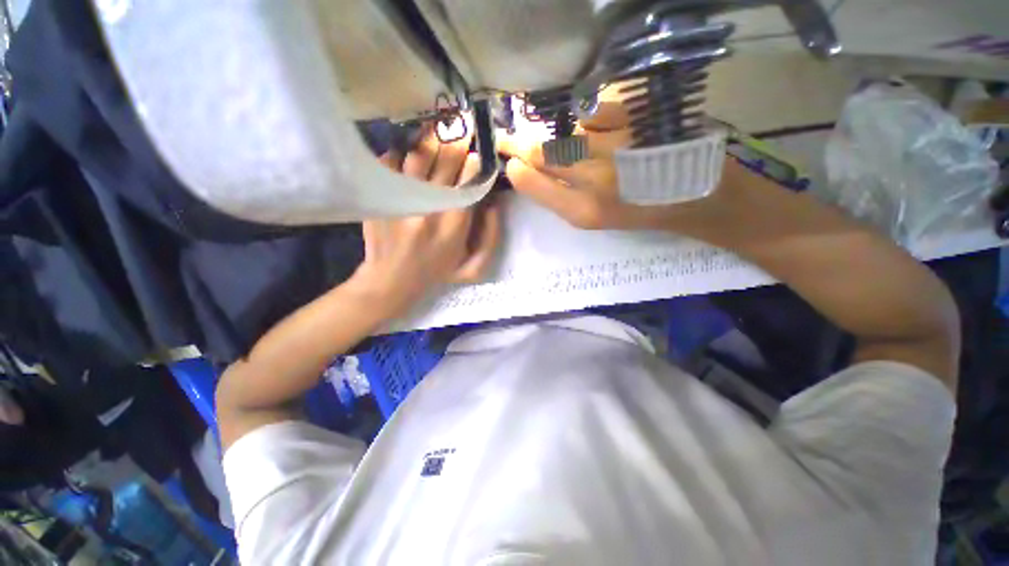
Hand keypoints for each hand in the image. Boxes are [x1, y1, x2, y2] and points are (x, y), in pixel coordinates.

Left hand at [353, 128, 500, 312]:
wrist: (391, 280)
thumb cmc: (437, 273)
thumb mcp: (473, 268)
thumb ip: (491, 238)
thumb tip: (492, 203)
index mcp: (454, 225)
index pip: (469, 182)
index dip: (476, 164)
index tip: (479, 156)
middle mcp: (429, 206)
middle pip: (446, 162)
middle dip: (459, 143)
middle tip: (464, 130)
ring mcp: (401, 198)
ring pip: (419, 155)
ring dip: (433, 139)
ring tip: (441, 128)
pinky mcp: (381, 195)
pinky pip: (391, 160)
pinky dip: (402, 150)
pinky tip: (410, 149)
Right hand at [500, 102, 771, 230]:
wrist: (699, 196)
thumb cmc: (641, 211)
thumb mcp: (595, 217)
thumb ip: (559, 195)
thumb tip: (527, 170)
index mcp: (584, 211)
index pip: (533, 182)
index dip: (517, 167)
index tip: (508, 159)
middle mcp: (596, 179)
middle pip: (545, 152)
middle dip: (520, 143)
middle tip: (508, 139)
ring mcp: (618, 147)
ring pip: (568, 132)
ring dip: (556, 133)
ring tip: (563, 138)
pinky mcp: (642, 120)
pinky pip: (599, 109)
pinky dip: (591, 115)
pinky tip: (596, 126)